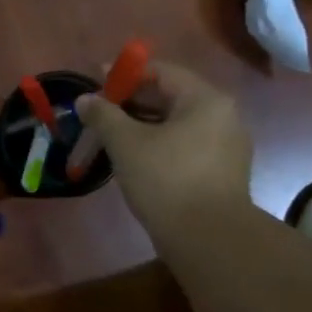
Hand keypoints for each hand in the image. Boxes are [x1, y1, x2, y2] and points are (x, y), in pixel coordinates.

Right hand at [74, 62, 252, 243]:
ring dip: (142, 126)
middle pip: (170, 97)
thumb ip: (103, 115)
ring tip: (111, 138)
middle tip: (98, 113)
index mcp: (205, 100)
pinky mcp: (221, 172)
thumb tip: (85, 99)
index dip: (125, 74)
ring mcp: (226, 146)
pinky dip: (158, 145)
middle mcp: (223, 116)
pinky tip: (135, 160)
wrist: (208, 238)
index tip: (95, 82)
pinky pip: (184, 146)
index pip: (161, 72)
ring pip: (176, 124)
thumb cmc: (166, 179)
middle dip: (130, 102)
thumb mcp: (126, 143)